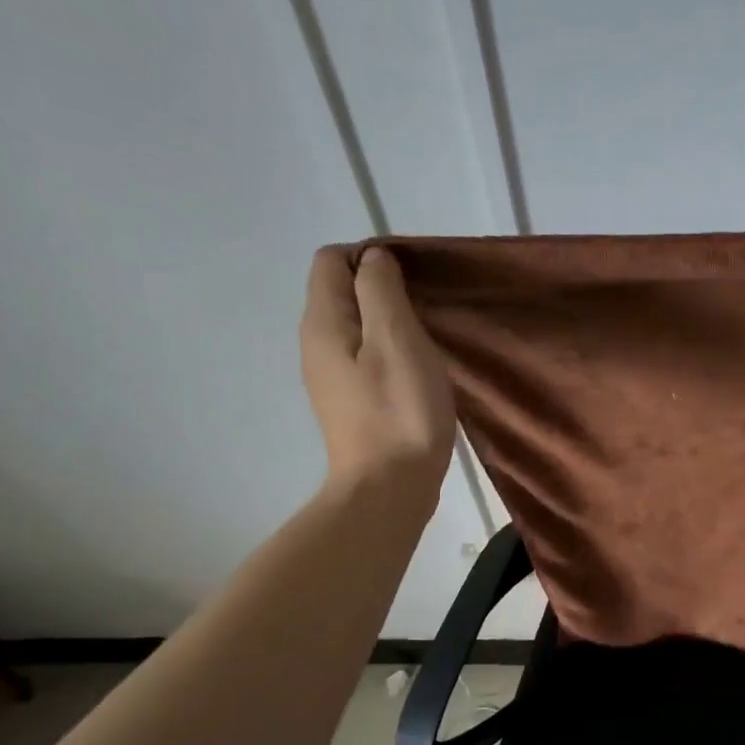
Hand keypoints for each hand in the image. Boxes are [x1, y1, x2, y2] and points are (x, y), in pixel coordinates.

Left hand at [300, 244, 455, 496]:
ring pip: (356, 328)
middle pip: (341, 293)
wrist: (389, 488)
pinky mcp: (351, 404)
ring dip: (390, 324)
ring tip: (427, 341)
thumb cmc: (399, 411)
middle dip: (382, 289)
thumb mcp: (396, 339)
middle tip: (427, 310)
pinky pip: (365, 359)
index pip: (331, 260)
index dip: (371, 256)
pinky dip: (390, 353)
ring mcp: (331, 378)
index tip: (414, 279)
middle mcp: (316, 345)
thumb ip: (380, 290)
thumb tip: (373, 259)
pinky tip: (417, 374)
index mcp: (323, 322)